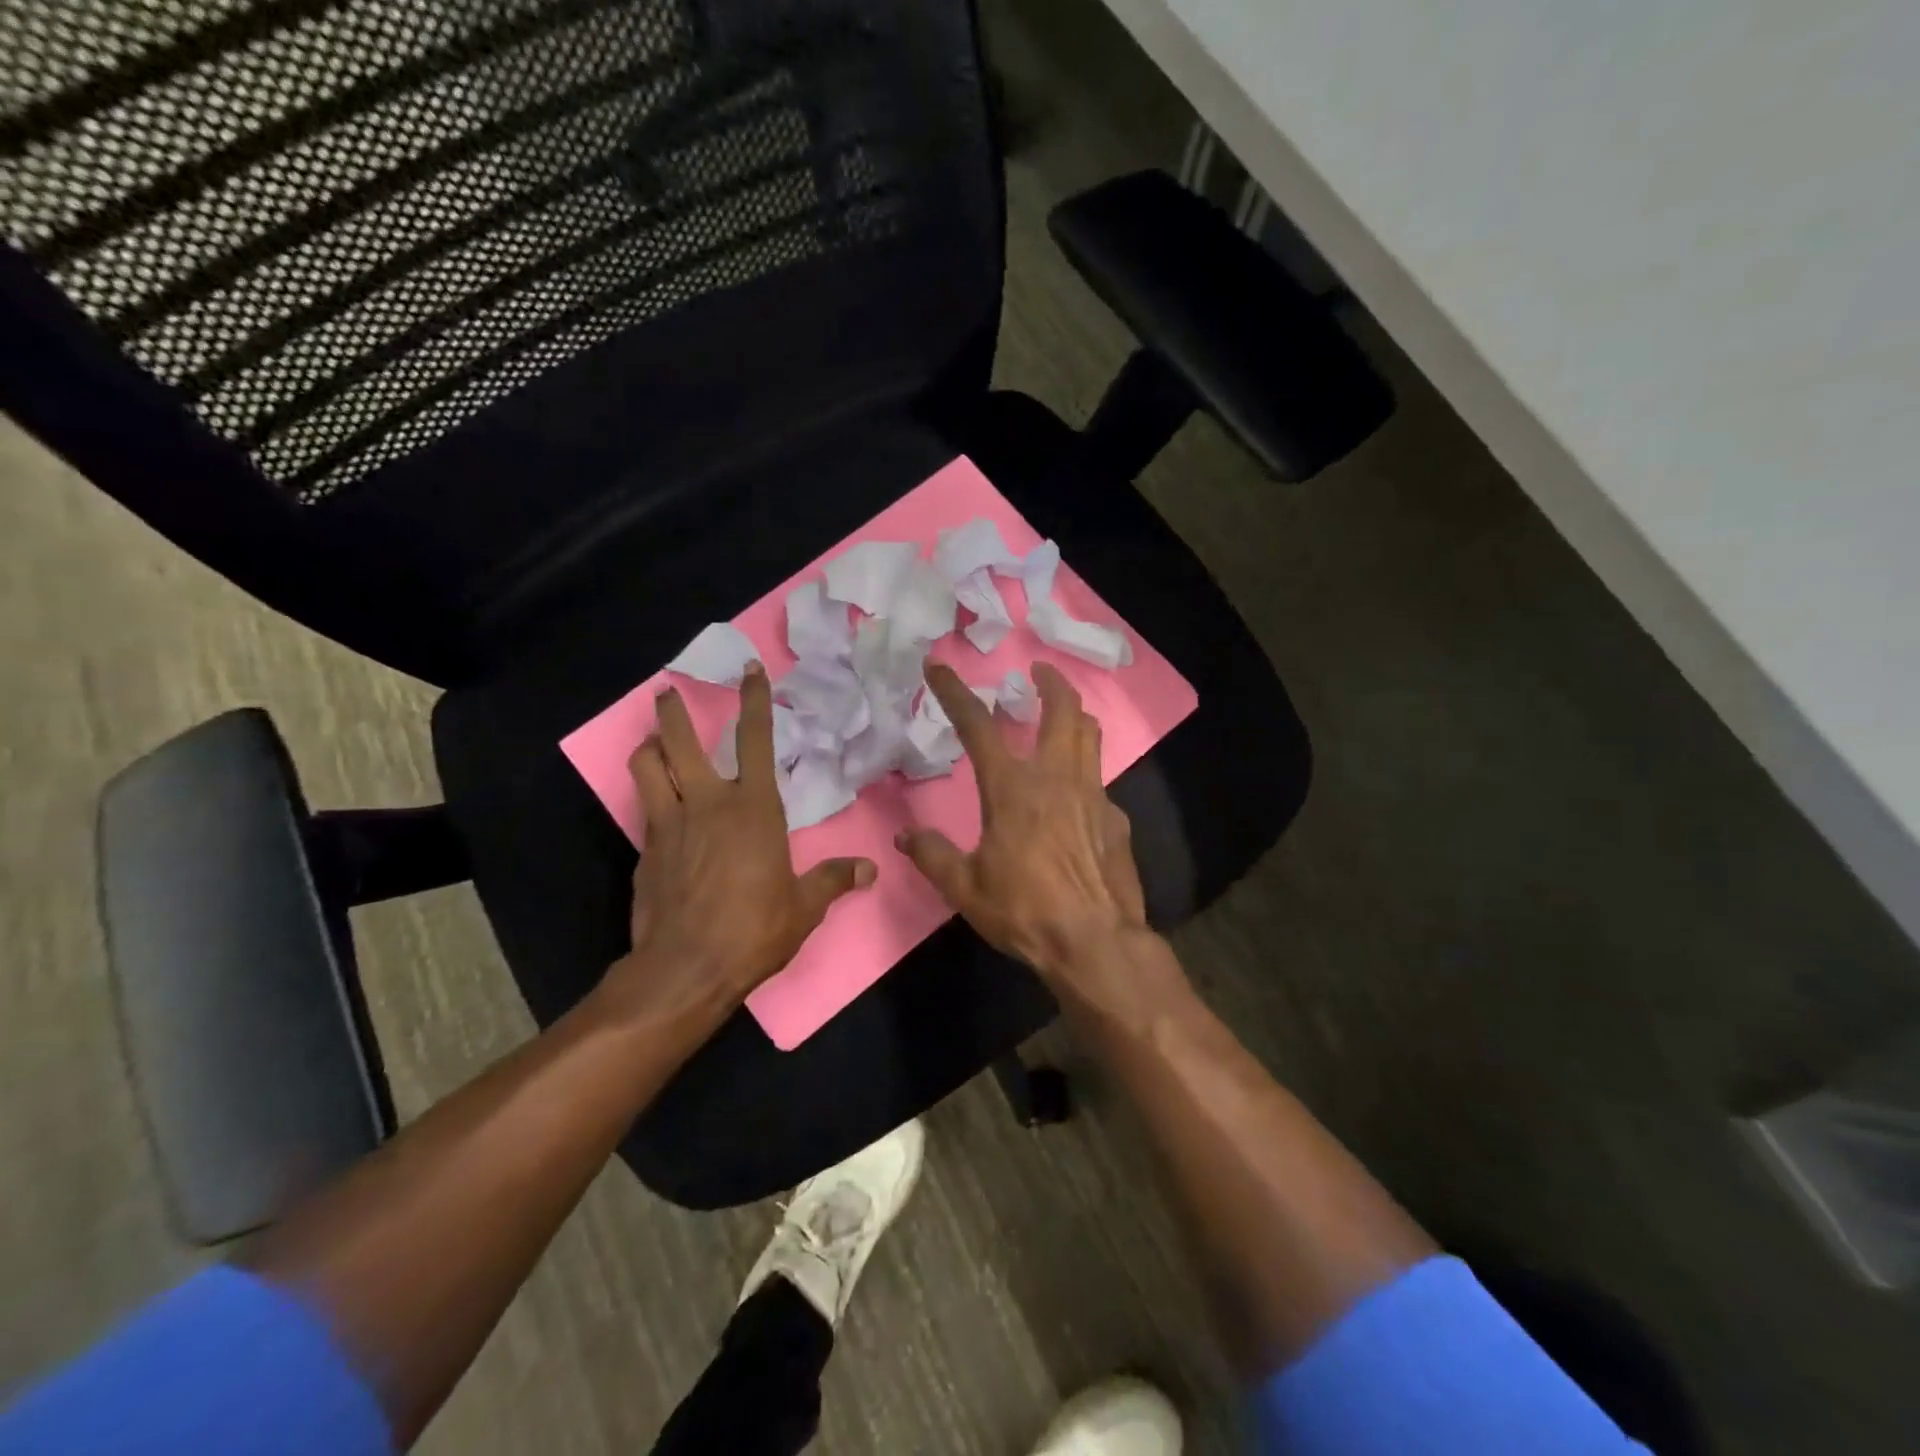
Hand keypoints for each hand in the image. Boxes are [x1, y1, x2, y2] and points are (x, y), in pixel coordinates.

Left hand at [603, 663, 875, 1023]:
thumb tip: (869, 870)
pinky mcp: (645, 850)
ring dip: (650, 747)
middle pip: (680, 742)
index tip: (750, 670)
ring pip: (647, 767)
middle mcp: (707, 804)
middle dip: (674, 712)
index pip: (756, 740)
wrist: (685, 968)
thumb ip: (834, 880)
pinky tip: (659, 810)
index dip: (754, 701)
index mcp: (753, 808)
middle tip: (667, 692)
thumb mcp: (804, 907)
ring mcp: (669, 825)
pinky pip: (644, 808)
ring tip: (654, 741)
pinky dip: (649, 796)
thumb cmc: (753, 930)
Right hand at [897, 662, 1152, 986]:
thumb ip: (933, 856)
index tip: (939, 666)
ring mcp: (1093, 795)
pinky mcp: (1116, 819)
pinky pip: (1100, 782)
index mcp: (1012, 788)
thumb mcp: (965, 887)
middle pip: (1062, 710)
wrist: (1094, 942)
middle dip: (1049, 682)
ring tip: (1062, 713)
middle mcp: (1056, 778)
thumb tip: (906, 837)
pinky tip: (1076, 800)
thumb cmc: (1024, 911)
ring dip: (1074, 714)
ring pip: (1090, 735)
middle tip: (1038, 671)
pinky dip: (1084, 775)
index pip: (978, 726)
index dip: (955, 692)